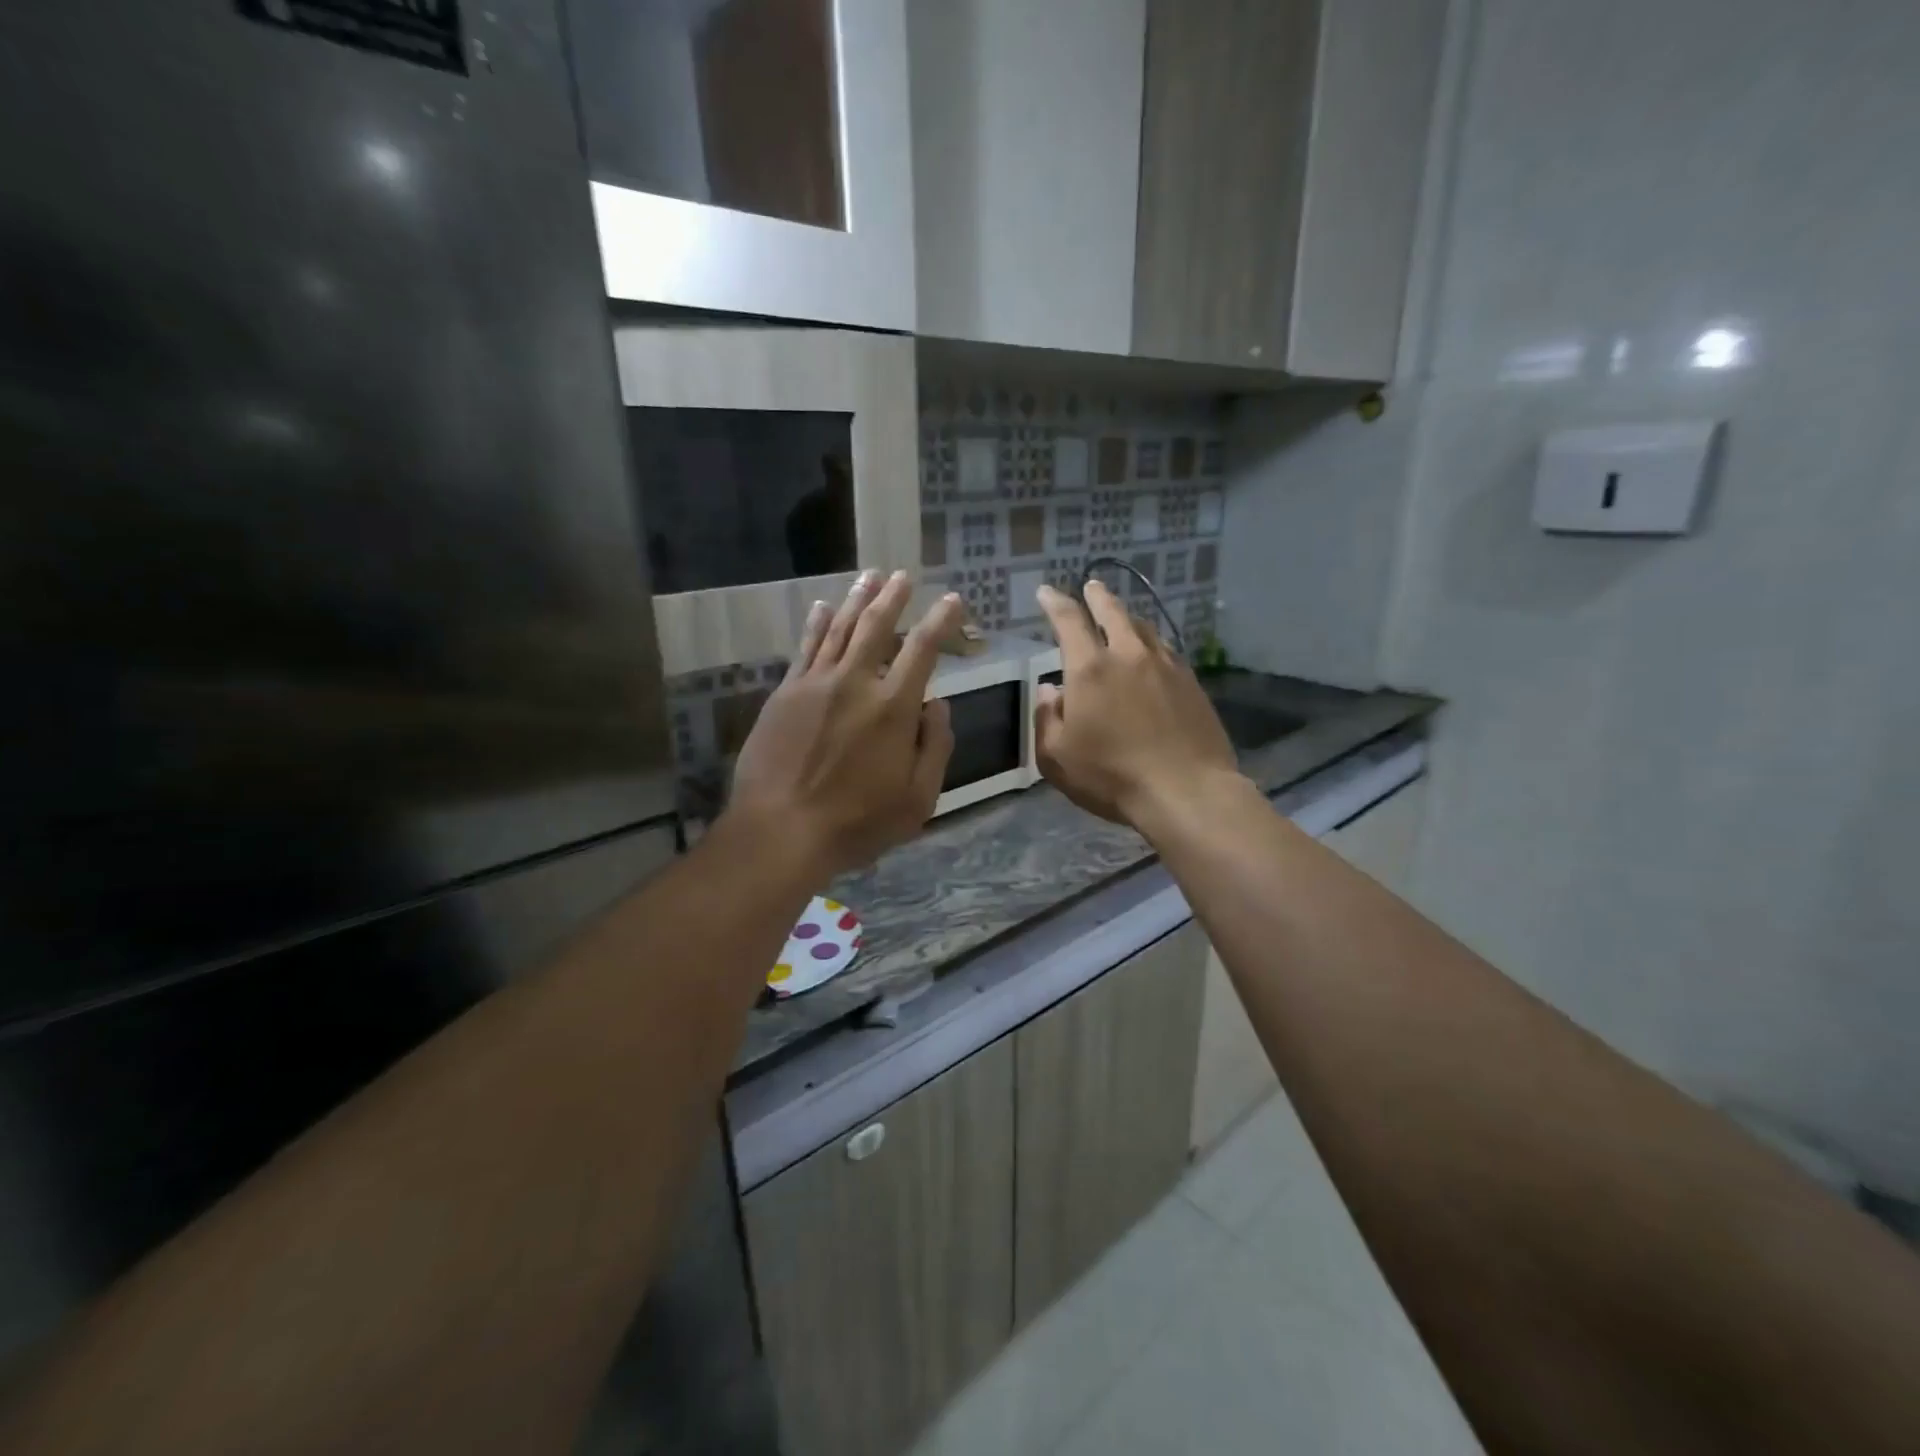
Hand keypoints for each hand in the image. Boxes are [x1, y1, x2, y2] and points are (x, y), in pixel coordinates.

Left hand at [728, 571, 960, 880]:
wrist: (780, 830)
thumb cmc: (857, 823)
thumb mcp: (917, 799)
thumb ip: (934, 747)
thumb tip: (937, 705)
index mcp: (893, 708)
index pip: (923, 649)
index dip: (941, 621)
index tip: (952, 601)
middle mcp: (855, 683)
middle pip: (877, 627)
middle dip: (894, 597)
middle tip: (903, 575)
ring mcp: (815, 684)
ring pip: (840, 629)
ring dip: (858, 600)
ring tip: (870, 576)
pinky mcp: (785, 694)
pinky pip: (805, 648)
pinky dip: (816, 623)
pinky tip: (823, 606)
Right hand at [1033, 581, 1240, 828]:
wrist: (1187, 791)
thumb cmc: (1111, 777)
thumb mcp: (1057, 758)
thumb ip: (1047, 720)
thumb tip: (1052, 690)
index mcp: (1090, 669)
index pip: (1069, 621)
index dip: (1055, 603)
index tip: (1047, 592)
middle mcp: (1128, 656)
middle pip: (1113, 612)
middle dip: (1098, 596)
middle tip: (1091, 585)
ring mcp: (1166, 666)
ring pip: (1144, 628)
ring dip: (1128, 617)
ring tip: (1122, 616)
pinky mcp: (1192, 683)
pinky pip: (1167, 650)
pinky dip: (1152, 643)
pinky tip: (1153, 652)